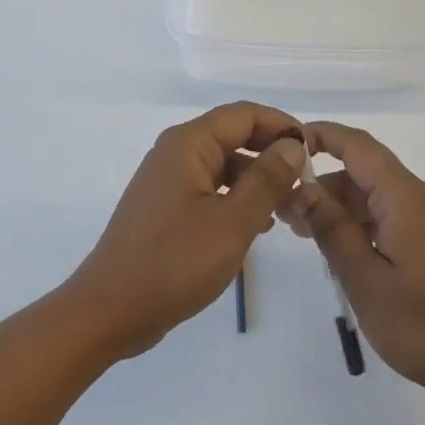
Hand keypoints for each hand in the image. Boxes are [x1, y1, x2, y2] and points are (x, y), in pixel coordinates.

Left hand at [65, 102, 304, 359]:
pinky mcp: (166, 206)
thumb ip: (266, 180)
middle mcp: (176, 152)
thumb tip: (292, 145)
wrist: (110, 310)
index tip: (313, 152)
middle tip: (306, 185)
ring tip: (290, 209)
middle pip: (234, 136)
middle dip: (272, 155)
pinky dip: (237, 198)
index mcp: (188, 144)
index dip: (282, 126)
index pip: (244, 115)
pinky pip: (210, 188)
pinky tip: (260, 225)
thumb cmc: (174, 262)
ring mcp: (168, 180)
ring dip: (257, 180)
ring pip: (224, 165)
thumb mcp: (232, 222)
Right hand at [282, 120, 424, 415]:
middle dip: (324, 187)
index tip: (286, 145)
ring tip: (308, 237)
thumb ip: (332, 229)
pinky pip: (398, 215)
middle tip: (286, 215)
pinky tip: (347, 253)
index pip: (359, 146)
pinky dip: (368, 224)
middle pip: (367, 174)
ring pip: (381, 197)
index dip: (322, 136)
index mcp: (408, 197)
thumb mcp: (366, 282)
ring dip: (344, 210)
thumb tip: (303, 188)